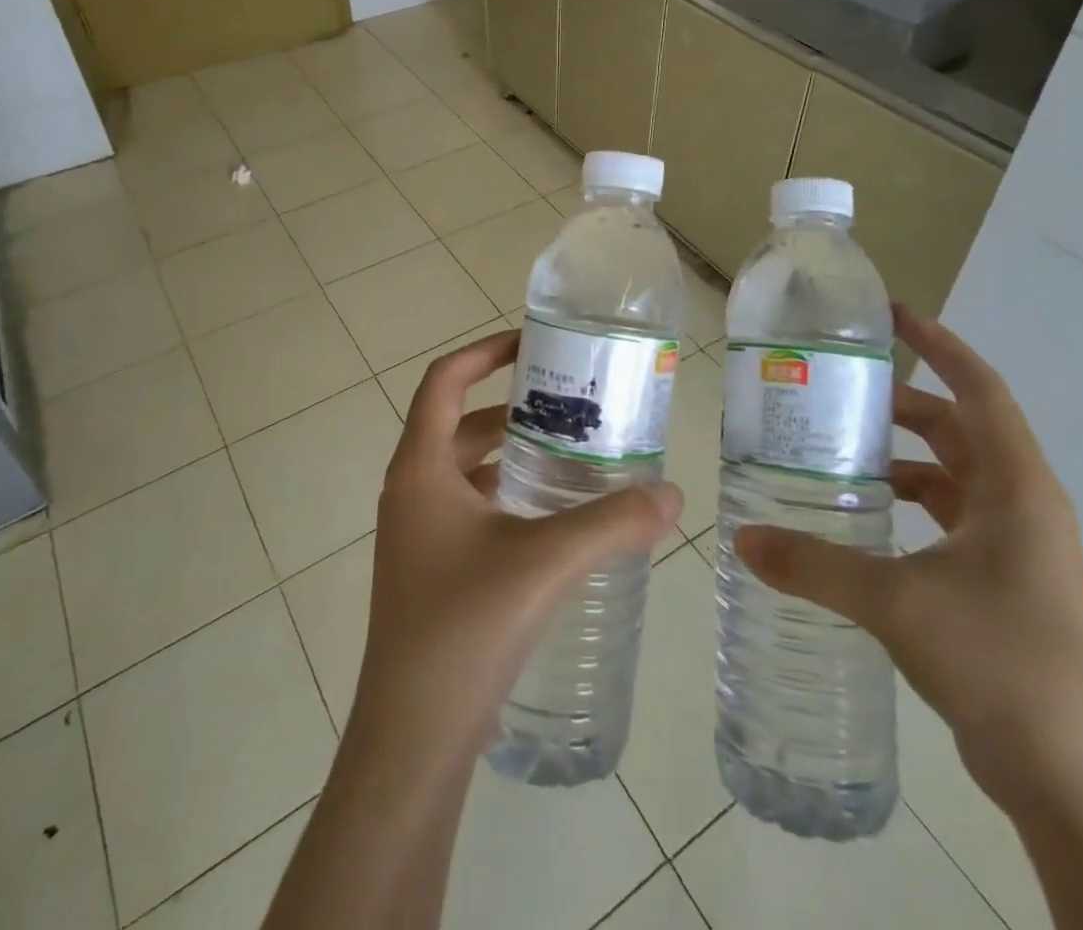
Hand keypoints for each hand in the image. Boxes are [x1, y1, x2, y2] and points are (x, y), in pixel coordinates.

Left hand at [350, 331, 682, 760]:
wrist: (412, 738)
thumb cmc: (465, 629)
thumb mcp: (545, 563)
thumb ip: (612, 523)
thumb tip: (672, 495)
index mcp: (420, 469)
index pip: (443, 381)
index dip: (483, 352)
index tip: (531, 343)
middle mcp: (410, 490)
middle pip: (458, 422)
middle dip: (511, 406)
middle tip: (568, 403)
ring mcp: (416, 533)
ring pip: (464, 468)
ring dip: (509, 453)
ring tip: (569, 452)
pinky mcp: (429, 568)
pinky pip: (467, 506)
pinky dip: (504, 494)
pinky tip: (549, 516)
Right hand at [734, 306, 1082, 807]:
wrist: (1081, 783)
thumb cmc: (1002, 661)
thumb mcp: (896, 602)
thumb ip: (815, 566)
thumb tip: (742, 541)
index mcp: (1014, 488)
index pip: (979, 391)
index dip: (940, 346)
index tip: (894, 317)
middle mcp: (1021, 508)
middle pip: (960, 431)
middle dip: (904, 405)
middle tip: (841, 391)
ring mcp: (1016, 551)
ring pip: (953, 481)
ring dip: (904, 461)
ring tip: (840, 454)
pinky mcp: (1004, 589)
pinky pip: (950, 525)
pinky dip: (910, 510)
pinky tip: (865, 524)